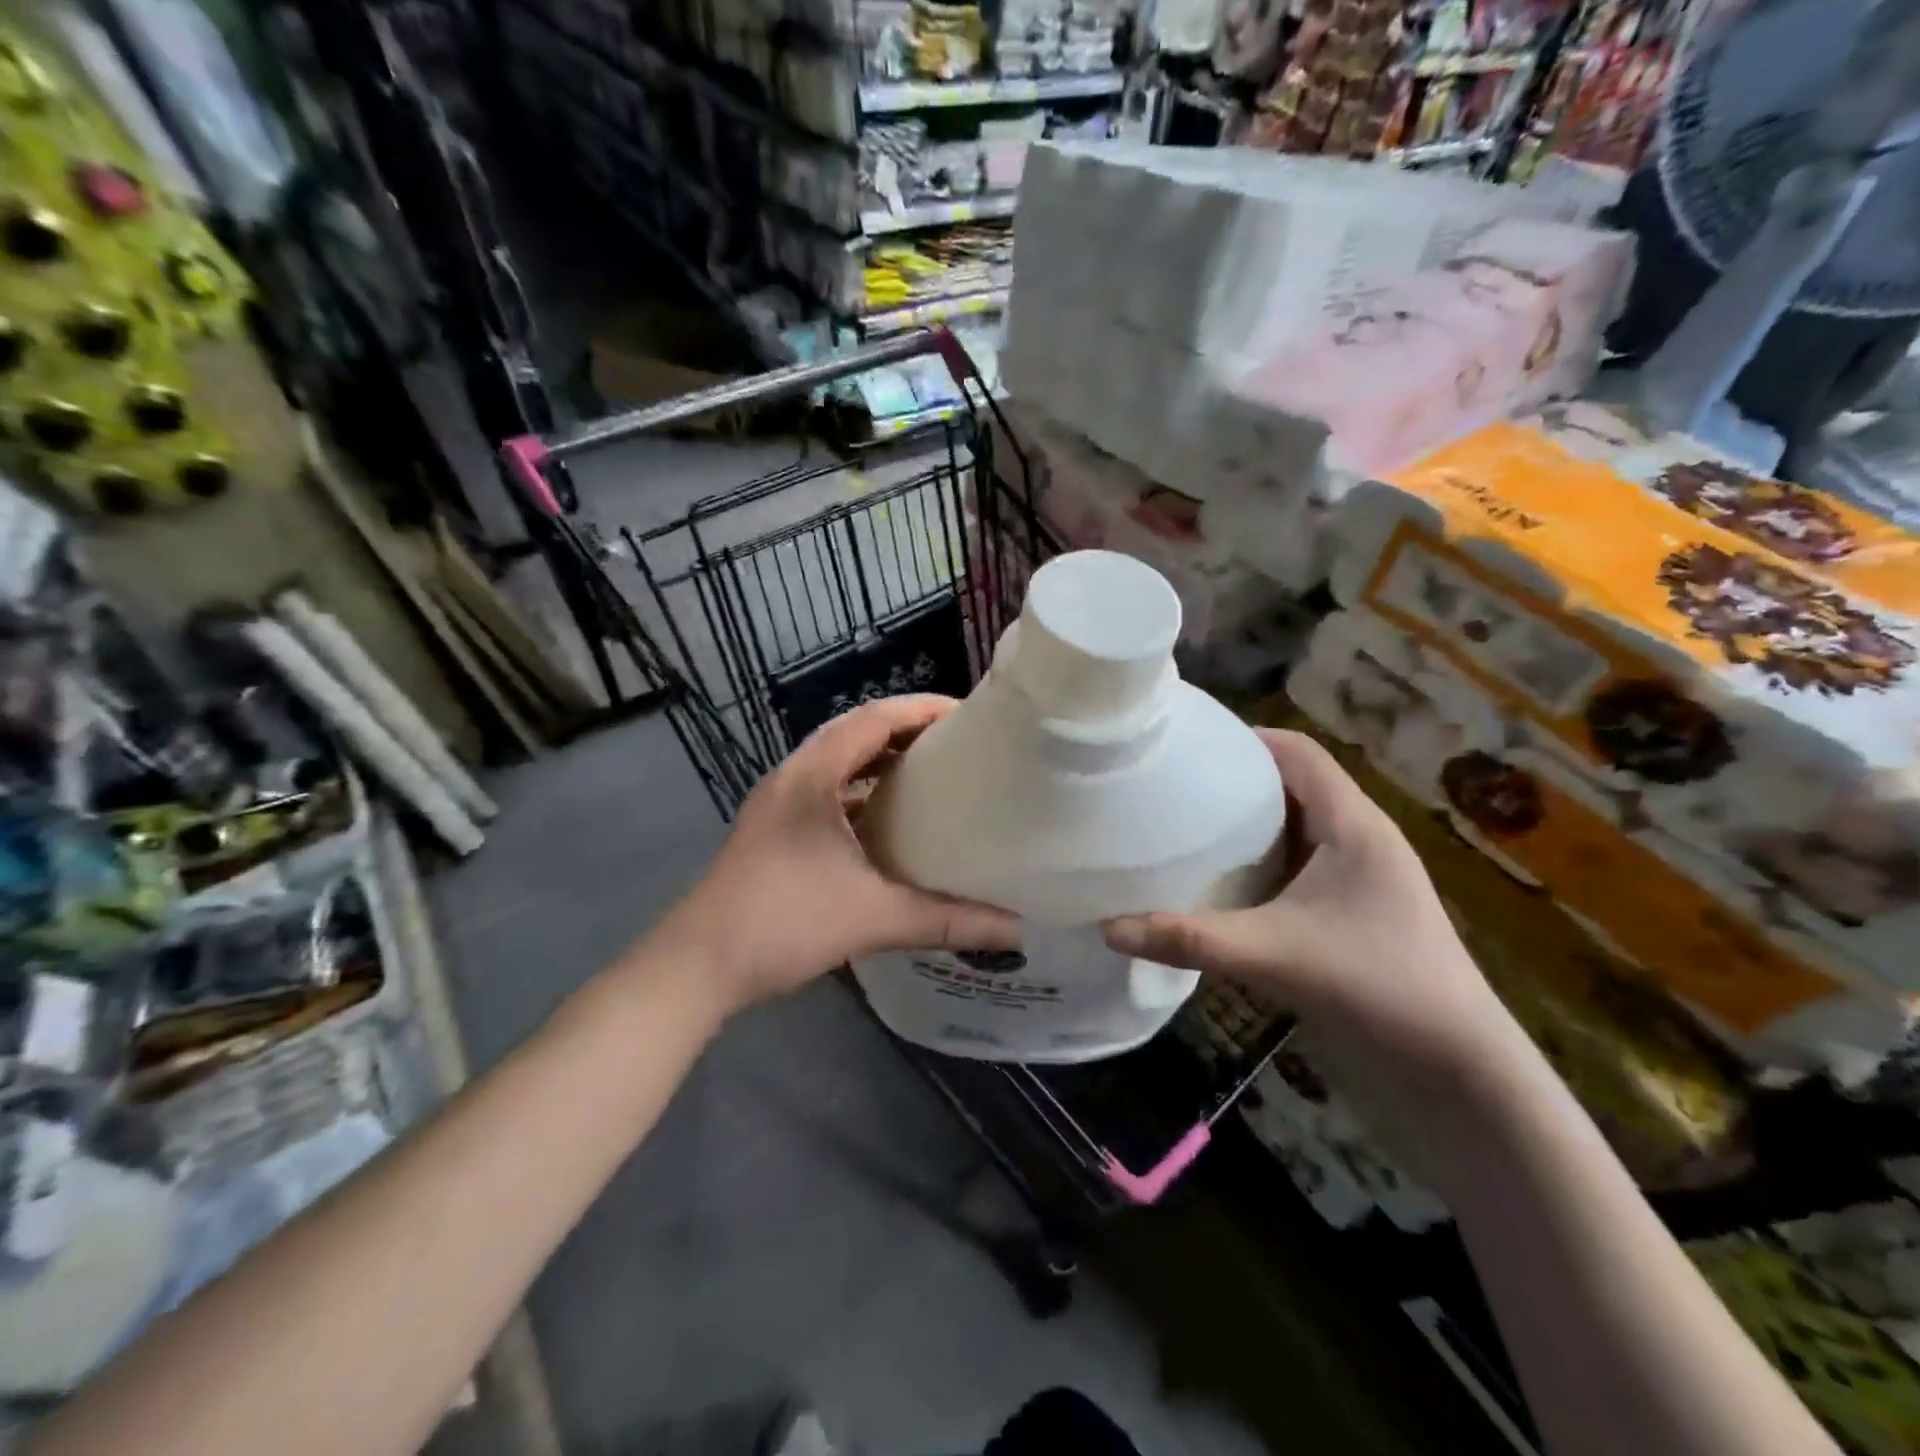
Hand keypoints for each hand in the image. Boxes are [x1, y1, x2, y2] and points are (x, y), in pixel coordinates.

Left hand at [649, 695, 1019, 1013]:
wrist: (696, 966)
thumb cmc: (782, 923)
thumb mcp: (873, 917)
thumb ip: (947, 920)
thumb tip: (1016, 928)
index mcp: (813, 775)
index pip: (874, 719)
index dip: (922, 710)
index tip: (968, 716)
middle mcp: (793, 777)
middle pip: (857, 734)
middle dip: (908, 733)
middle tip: (959, 746)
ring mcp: (779, 804)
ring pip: (840, 764)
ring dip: (883, 763)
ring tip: (933, 776)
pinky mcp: (775, 830)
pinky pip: (828, 793)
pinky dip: (863, 794)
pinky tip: (890, 823)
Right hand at [1102, 729, 1548, 1176]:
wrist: (1458, 1073)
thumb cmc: (1377, 988)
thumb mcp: (1274, 955)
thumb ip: (1190, 940)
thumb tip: (1108, 927)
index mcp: (1353, 825)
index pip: (1299, 752)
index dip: (1246, 738)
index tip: (1188, 743)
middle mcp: (1359, 840)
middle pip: (1293, 785)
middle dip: (1235, 781)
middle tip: (1172, 785)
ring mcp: (1359, 880)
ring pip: (1294, 829)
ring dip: (1246, 826)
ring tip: (1183, 827)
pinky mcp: (1352, 914)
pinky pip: (1297, 868)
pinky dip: (1259, 864)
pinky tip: (1219, 885)